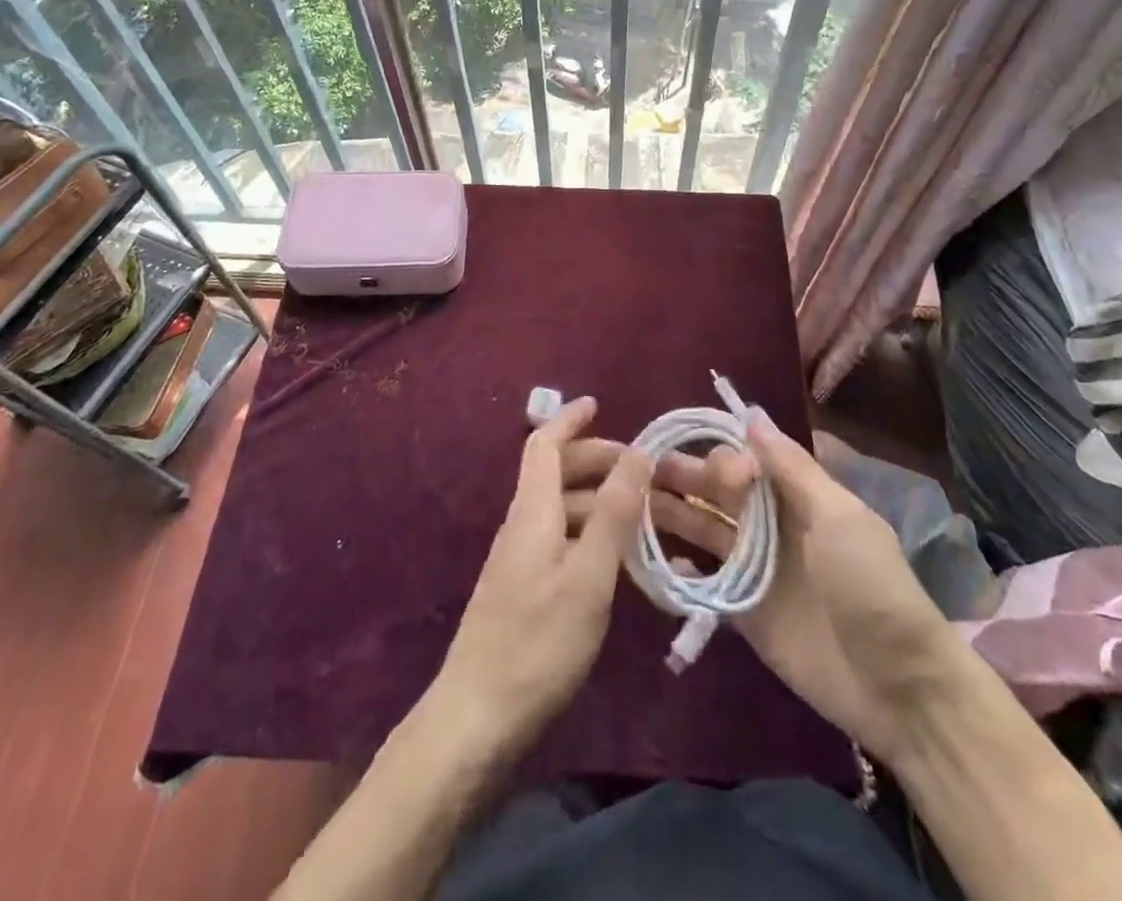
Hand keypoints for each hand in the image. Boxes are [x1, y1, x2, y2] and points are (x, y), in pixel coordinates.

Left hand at [428, 397, 650, 757]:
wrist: (477, 718)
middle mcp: (522, 524)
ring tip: (644, 514)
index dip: (569, 420)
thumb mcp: (589, 576)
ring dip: (598, 499)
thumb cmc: (538, 643)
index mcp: (532, 511)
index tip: (598, 403)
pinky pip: (560, 538)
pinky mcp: (523, 589)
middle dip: (596, 459)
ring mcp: (519, 558)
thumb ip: (614, 512)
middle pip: (555, 472)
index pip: (544, 444)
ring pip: (560, 507)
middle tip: (642, 470)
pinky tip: (618, 559)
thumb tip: (639, 451)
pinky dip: (590, 532)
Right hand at [582, 420, 957, 759]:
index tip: (707, 468)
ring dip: (672, 515)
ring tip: (630, 504)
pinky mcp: (744, 612)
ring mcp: (755, 569)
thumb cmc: (870, 585)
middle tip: (638, 470)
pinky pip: (704, 582)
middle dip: (684, 477)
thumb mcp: (838, 516)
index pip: (746, 461)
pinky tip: (656, 562)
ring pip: (704, 530)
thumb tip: (751, 413)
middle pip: (718, 492)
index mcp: (797, 496)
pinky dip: (680, 571)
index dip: (721, 457)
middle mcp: (771, 525)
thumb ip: (791, 467)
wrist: (898, 687)